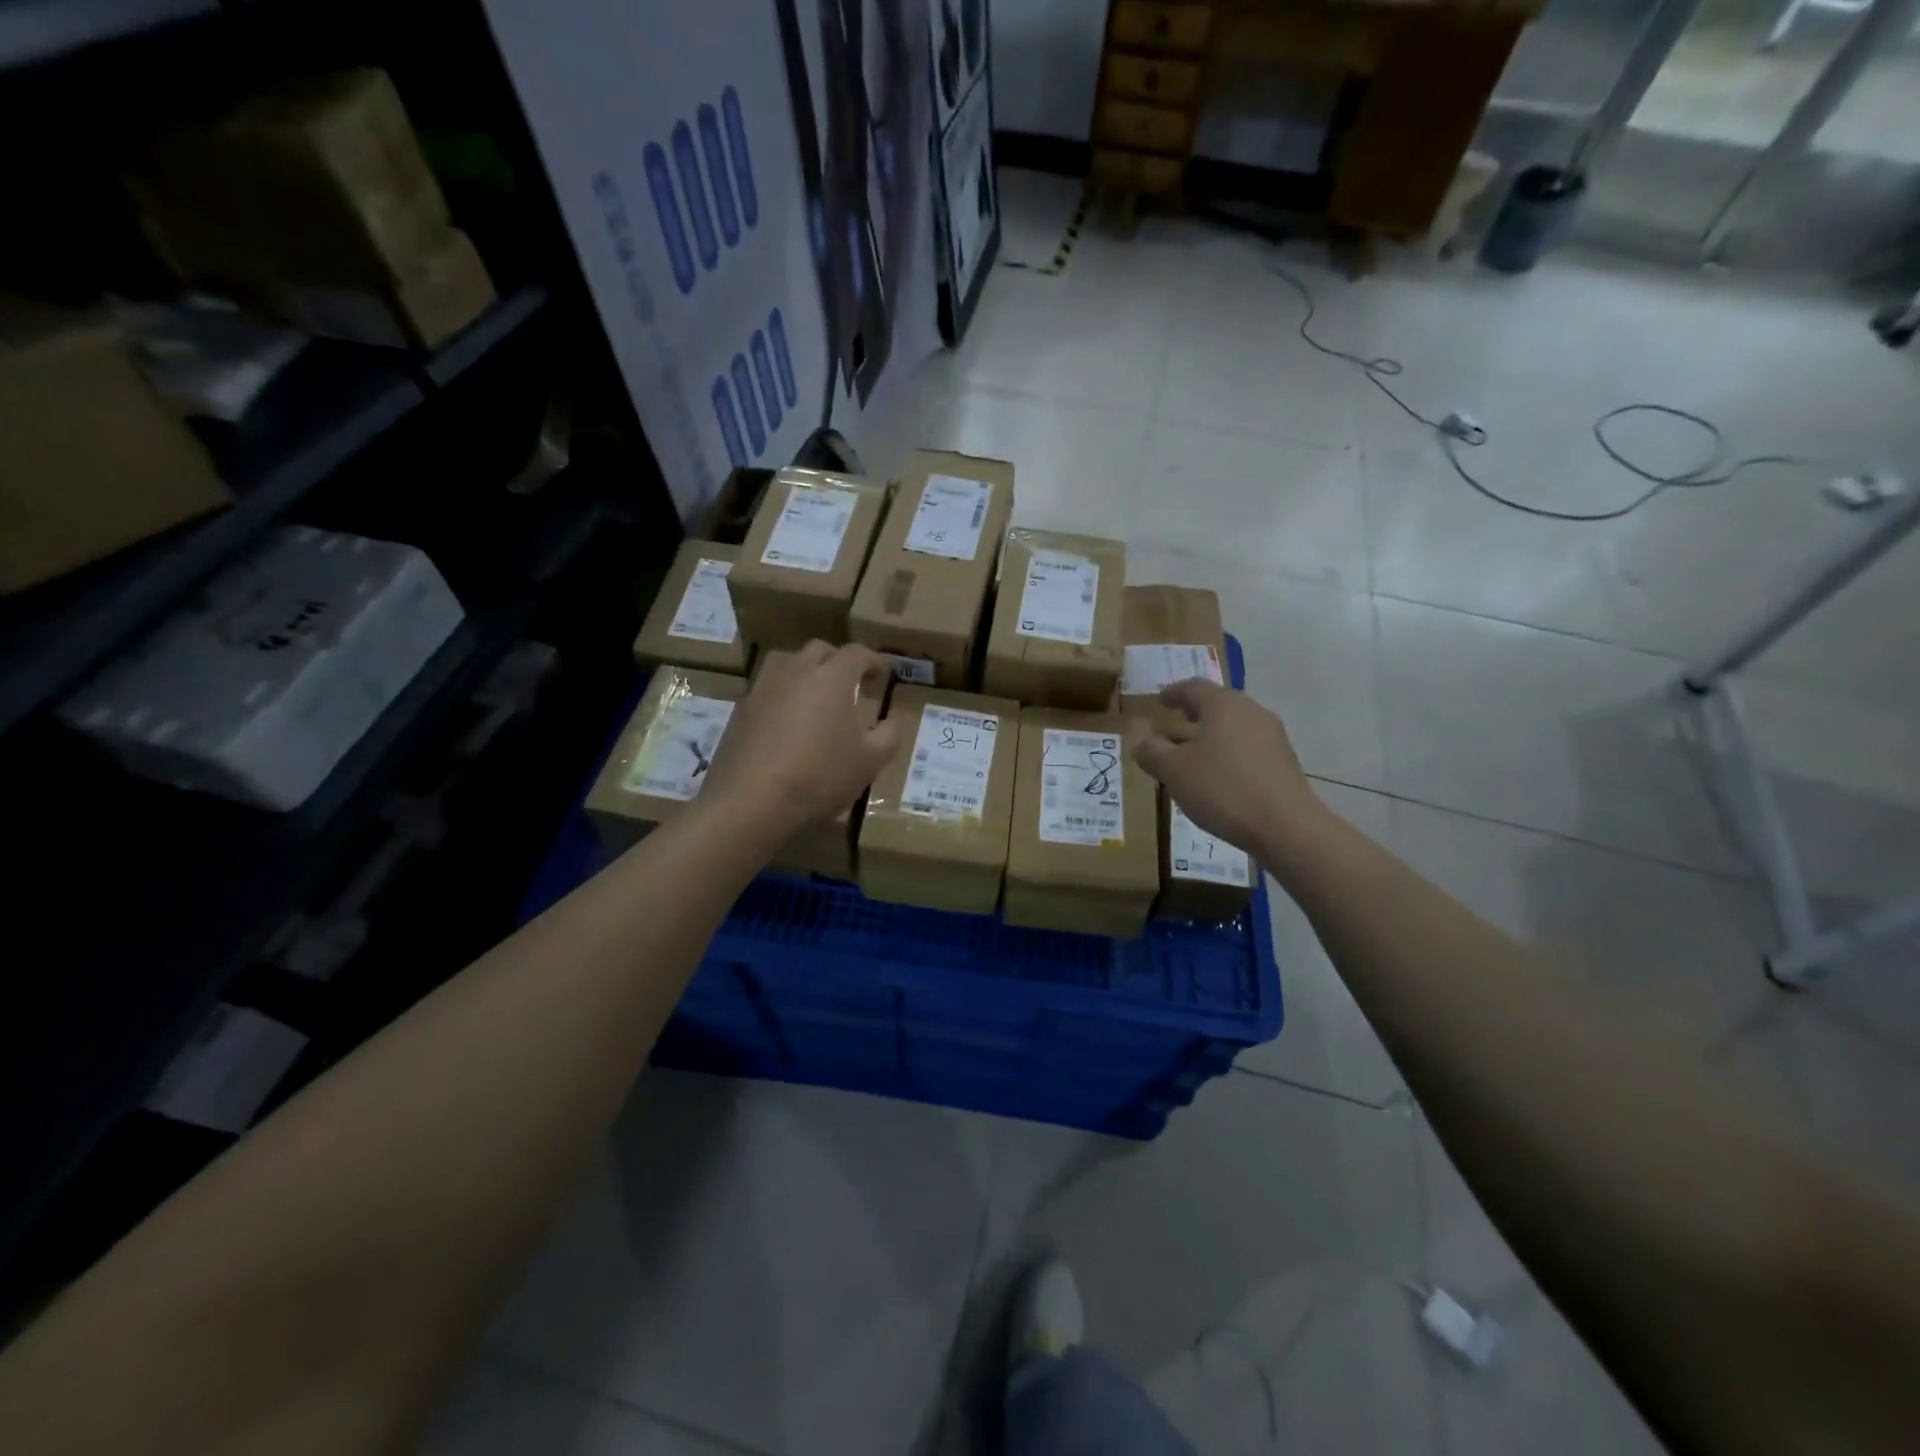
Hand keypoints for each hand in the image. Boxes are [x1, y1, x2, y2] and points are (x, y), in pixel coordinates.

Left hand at [701, 641, 901, 839]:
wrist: (751, 800)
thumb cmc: (820, 776)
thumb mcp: (871, 762)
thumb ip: (888, 736)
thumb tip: (891, 721)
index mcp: (831, 677)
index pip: (856, 653)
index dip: (872, 660)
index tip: (882, 672)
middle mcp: (795, 672)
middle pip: (819, 650)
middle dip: (838, 660)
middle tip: (850, 682)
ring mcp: (763, 689)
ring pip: (786, 663)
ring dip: (805, 671)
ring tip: (814, 695)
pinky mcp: (740, 711)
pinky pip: (766, 690)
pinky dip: (782, 696)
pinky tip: (787, 722)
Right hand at [1134, 679, 1326, 858]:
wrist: (1286, 827)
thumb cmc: (1222, 789)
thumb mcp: (1173, 771)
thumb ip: (1152, 752)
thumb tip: (1142, 741)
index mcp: (1223, 704)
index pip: (1193, 687)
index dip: (1172, 693)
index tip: (1159, 701)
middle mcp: (1251, 712)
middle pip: (1217, 706)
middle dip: (1193, 716)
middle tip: (1173, 728)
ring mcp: (1273, 737)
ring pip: (1233, 728)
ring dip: (1211, 738)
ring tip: (1192, 758)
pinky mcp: (1284, 762)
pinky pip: (1248, 749)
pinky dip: (1228, 755)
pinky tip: (1219, 779)